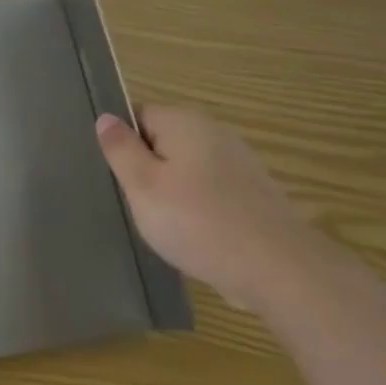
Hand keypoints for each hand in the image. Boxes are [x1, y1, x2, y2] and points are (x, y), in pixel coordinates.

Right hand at [95, 106, 321, 311]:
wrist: (278, 269)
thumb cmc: (198, 222)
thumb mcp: (143, 186)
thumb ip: (121, 149)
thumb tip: (106, 118)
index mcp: (184, 122)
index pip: (138, 115)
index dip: (122, 143)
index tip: (117, 176)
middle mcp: (215, 132)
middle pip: (164, 142)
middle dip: (148, 169)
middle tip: (137, 204)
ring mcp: (240, 163)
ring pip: (188, 169)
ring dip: (173, 191)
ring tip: (166, 226)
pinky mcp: (255, 194)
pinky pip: (212, 192)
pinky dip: (200, 209)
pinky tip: (197, 237)